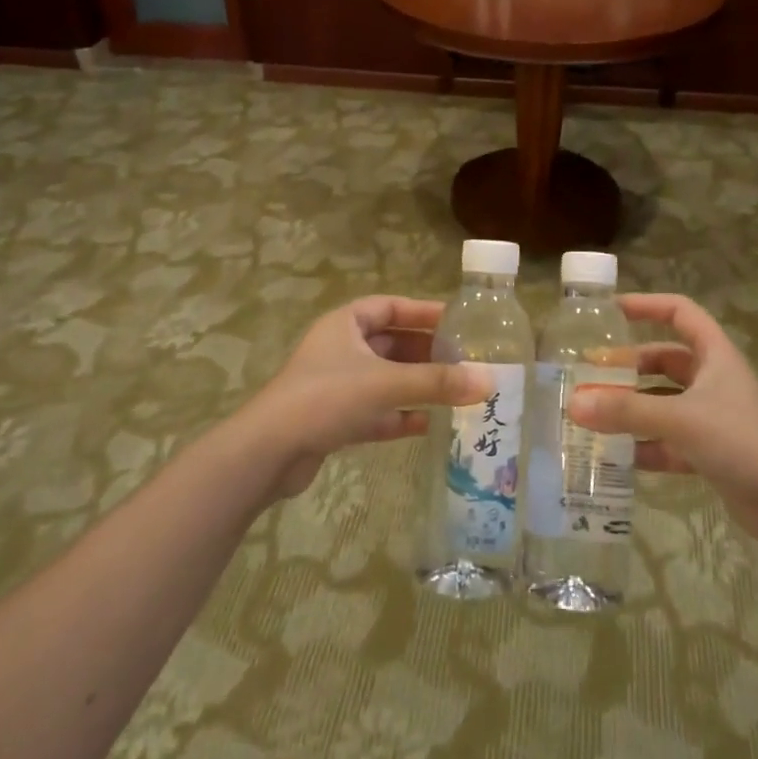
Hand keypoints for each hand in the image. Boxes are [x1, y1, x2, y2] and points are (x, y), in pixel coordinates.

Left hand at [232, 296, 492, 500]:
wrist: (269, 452)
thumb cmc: (327, 398)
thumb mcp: (386, 384)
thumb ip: (437, 383)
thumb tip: (489, 380)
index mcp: (345, 324)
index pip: (390, 306)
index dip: (423, 312)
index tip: (457, 320)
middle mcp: (340, 349)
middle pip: (391, 343)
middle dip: (426, 352)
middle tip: (464, 360)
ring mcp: (335, 385)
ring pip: (385, 378)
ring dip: (416, 384)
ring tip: (455, 391)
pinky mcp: (333, 419)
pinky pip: (375, 410)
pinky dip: (399, 415)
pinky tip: (428, 425)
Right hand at [567, 293, 757, 555]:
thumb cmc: (741, 441)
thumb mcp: (680, 419)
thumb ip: (626, 411)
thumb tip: (573, 404)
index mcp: (714, 355)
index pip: (679, 312)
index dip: (646, 305)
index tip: (609, 312)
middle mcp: (712, 381)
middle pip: (663, 361)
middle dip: (628, 367)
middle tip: (589, 375)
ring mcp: (711, 418)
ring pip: (662, 403)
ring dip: (631, 408)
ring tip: (592, 415)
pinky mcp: (709, 453)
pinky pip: (667, 441)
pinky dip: (643, 445)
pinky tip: (615, 456)